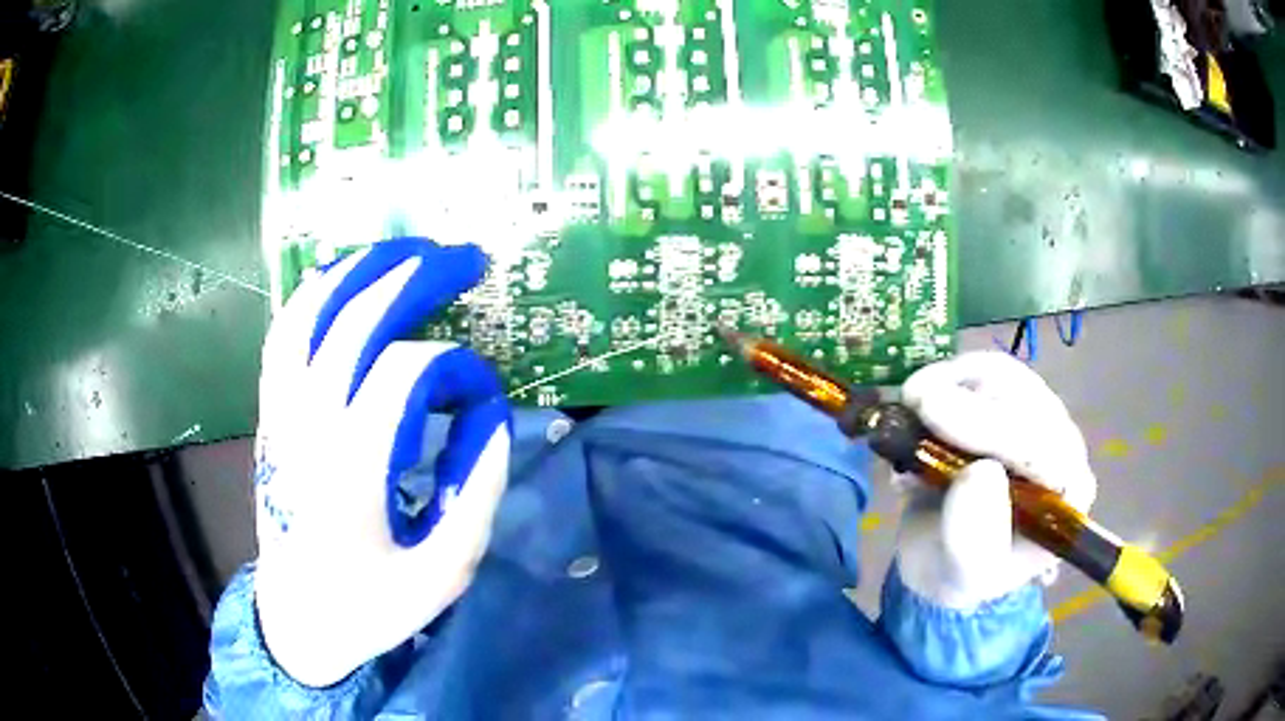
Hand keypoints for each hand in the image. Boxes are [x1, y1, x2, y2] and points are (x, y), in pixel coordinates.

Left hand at [252, 238, 511, 686]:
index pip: (407, 373)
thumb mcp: (444, 573)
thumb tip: (491, 419)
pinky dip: (311, 296)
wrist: (298, 619)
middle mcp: (308, 426)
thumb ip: (476, 494)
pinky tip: (338, 279)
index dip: (457, 369)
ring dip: (357, 271)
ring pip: (308, 315)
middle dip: (413, 278)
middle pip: (355, 321)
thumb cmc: (372, 605)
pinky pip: (283, 336)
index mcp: (352, 469)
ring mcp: (281, 415)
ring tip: (402, 251)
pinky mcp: (270, 416)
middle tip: (460, 257)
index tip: (484, 398)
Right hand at [892, 352, 1096, 609]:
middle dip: (966, 396)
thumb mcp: (963, 574)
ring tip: (912, 406)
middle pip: (1026, 397)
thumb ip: (972, 538)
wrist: (943, 557)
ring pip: (1004, 374)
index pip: (1040, 445)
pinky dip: (946, 378)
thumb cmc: (959, 571)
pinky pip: (982, 370)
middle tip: (911, 401)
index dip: (987, 423)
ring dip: (953, 380)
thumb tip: (978, 474)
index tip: (930, 411)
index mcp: (1066, 495)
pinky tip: (921, 408)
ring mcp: (1036, 418)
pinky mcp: (1009, 401)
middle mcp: (1060, 447)